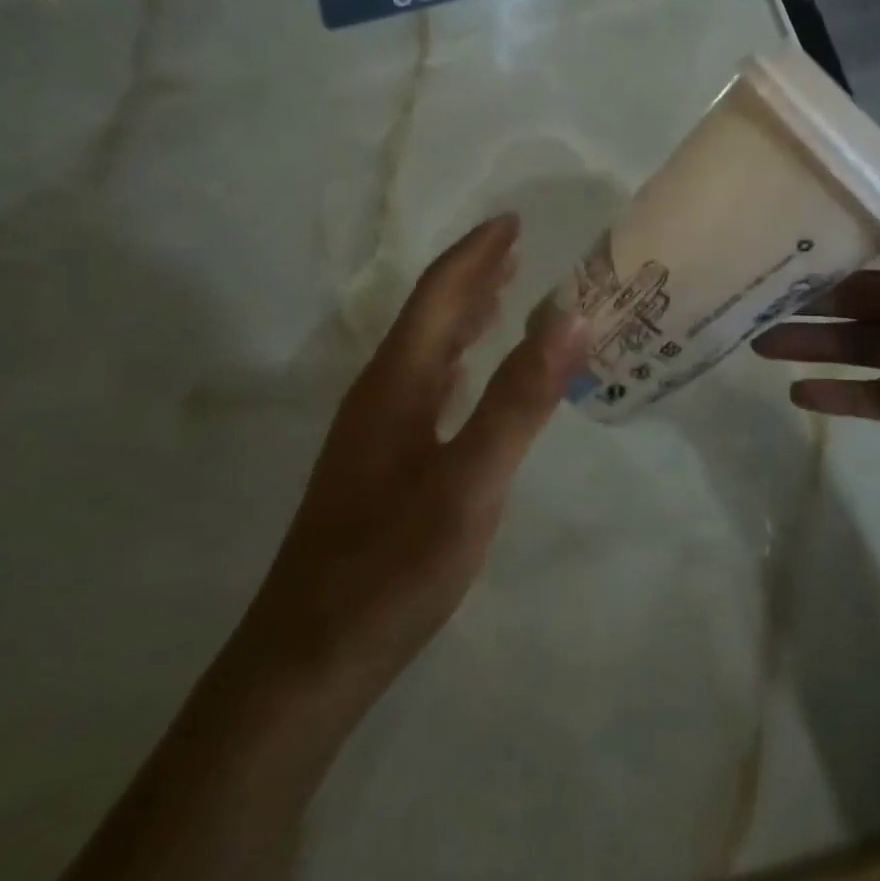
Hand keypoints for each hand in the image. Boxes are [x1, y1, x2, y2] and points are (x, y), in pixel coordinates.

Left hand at [233, 214, 588, 698]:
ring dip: (463, 315)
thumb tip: (572, 317)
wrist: (307, 659)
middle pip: (429, 315)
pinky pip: (425, 386)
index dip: (477, 253)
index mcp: (398, 383)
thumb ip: (520, 398)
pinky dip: (456, 360)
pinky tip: (467, 376)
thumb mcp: (470, 481)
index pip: (439, 295)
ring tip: (502, 294)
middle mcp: (381, 394)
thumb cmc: (393, 567)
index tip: (514, 220)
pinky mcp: (378, 464)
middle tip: (517, 248)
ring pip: (425, 351)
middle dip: (473, 275)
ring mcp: (374, 432)